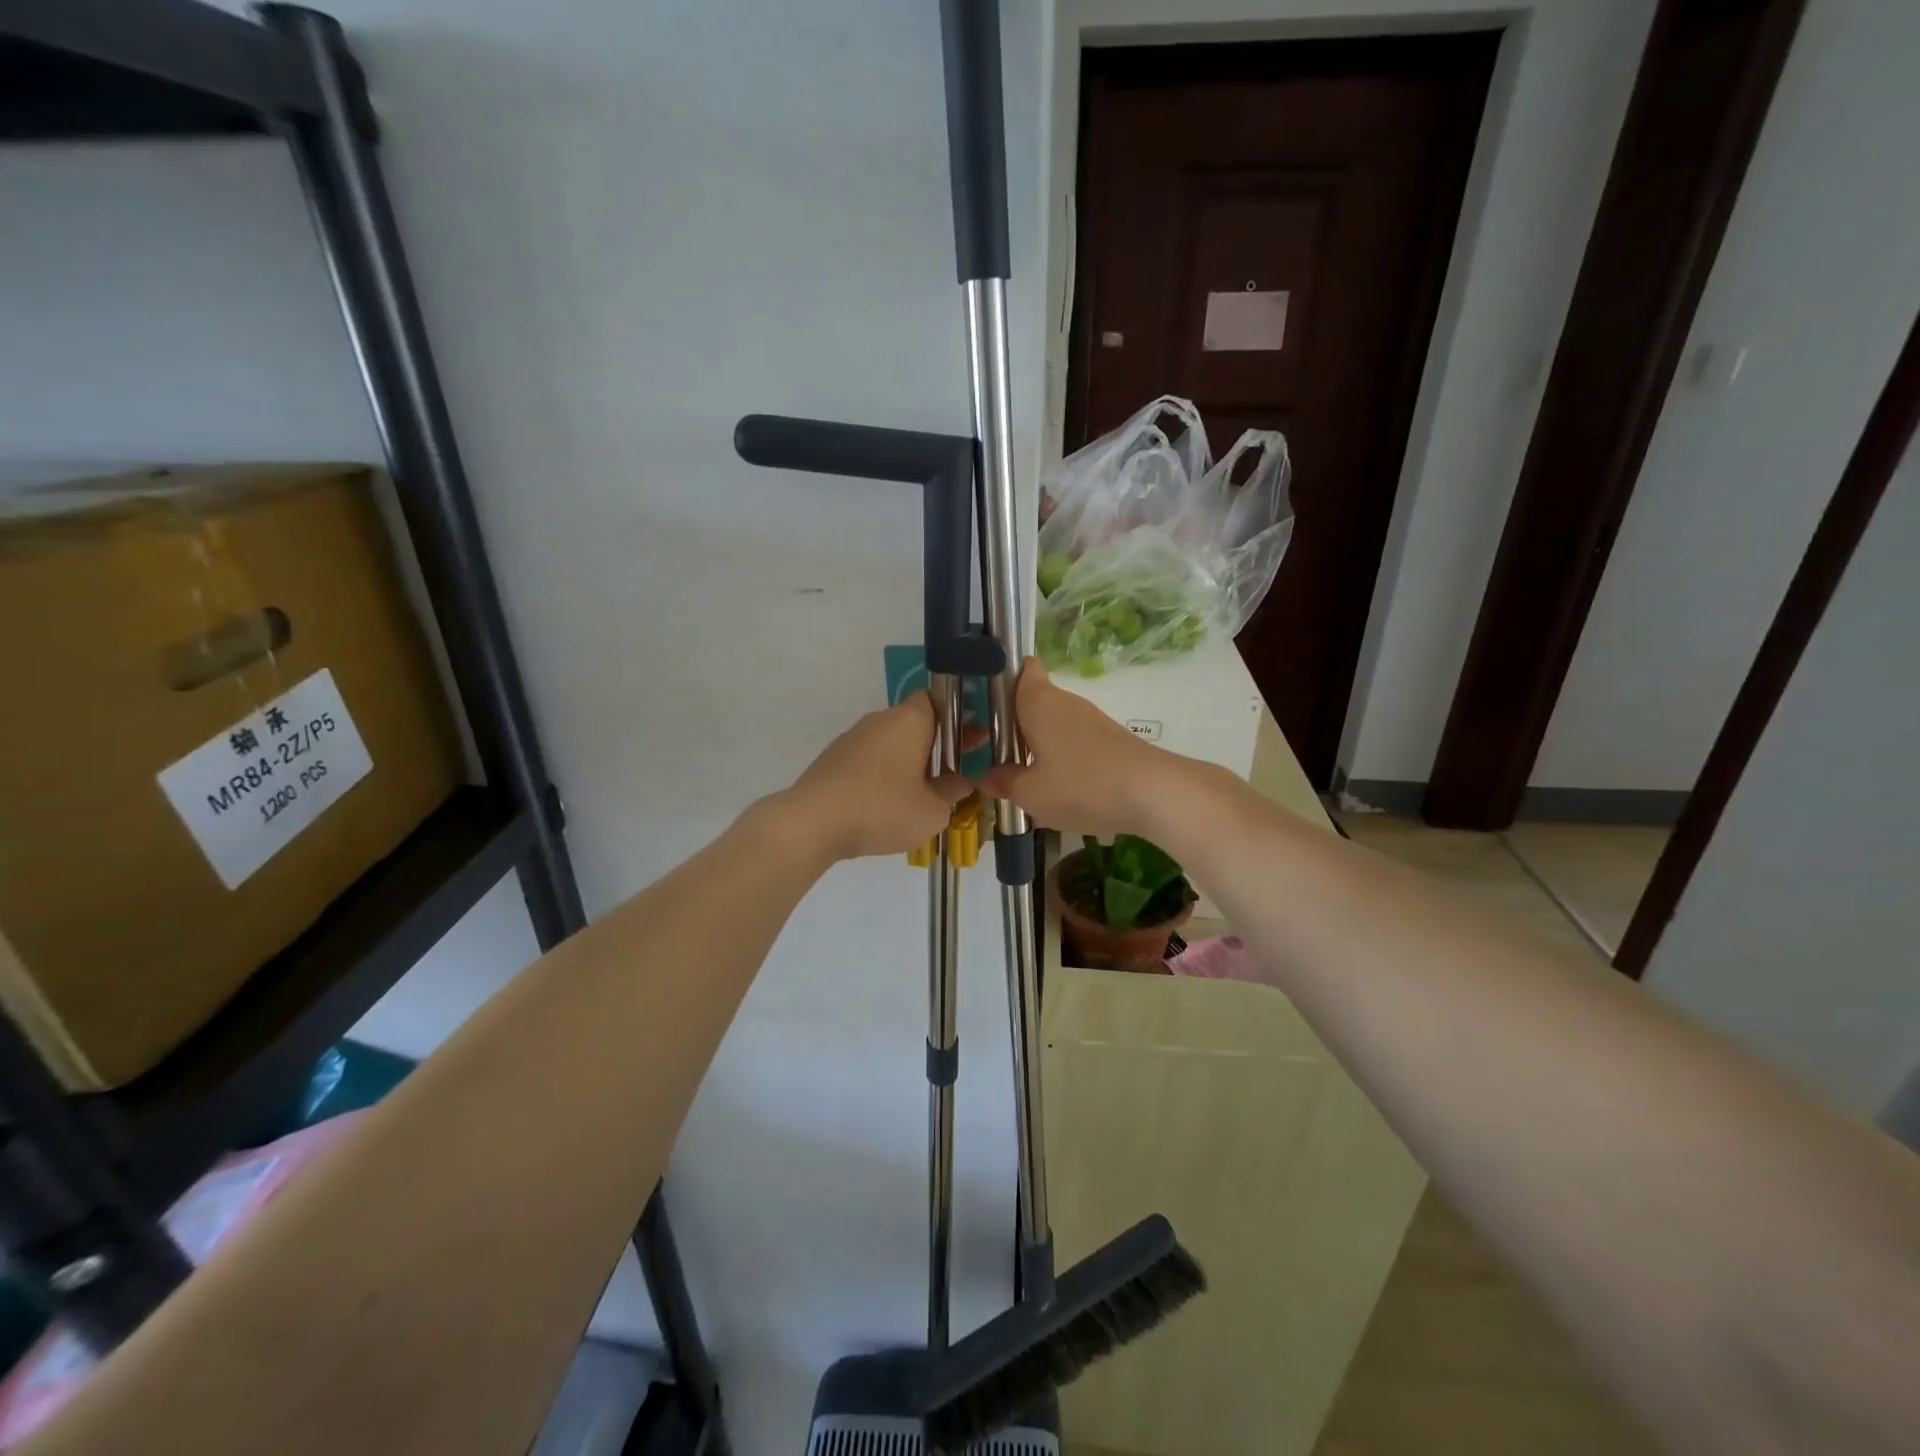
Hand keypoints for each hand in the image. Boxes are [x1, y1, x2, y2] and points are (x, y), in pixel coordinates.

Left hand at [784, 694, 974, 860]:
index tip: (972, 741)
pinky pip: (869, 760)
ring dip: (909, 761)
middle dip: (935, 744)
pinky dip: (883, 774)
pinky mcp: (833, 760)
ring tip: (922, 794)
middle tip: (954, 771)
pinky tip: (887, 804)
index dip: (958, 718)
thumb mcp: (932, 812)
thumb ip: (951, 793)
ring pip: (891, 743)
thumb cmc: (882, 809)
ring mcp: (852, 738)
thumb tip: (960, 783)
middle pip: (915, 722)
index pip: (938, 700)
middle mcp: (880, 720)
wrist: (811, 824)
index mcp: (909, 720)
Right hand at [983, 658, 1168, 838]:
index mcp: (1038, 702)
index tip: (985, 702)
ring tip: (1022, 775)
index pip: (1022, 668)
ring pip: (1055, 723)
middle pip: (1035, 700)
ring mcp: (1092, 720)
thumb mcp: (1031, 794)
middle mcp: (1065, 702)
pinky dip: (1063, 756)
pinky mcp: (1111, 740)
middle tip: (993, 751)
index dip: (1004, 677)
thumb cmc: (1081, 785)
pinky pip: (1075, 741)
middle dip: (1015, 722)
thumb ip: (1005, 782)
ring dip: (1039, 743)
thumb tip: (986, 777)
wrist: (1154, 793)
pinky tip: (1059, 786)